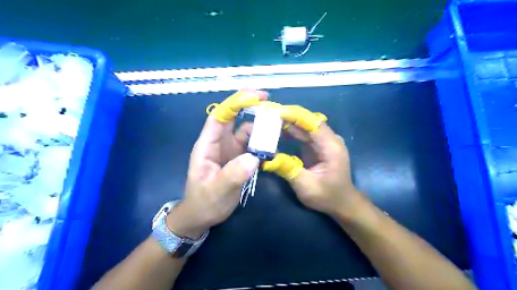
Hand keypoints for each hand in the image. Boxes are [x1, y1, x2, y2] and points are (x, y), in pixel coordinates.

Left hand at [166, 89, 270, 237]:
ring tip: (277, 127)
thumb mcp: (217, 190)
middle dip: (249, 107)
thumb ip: (233, 175)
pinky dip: (262, 143)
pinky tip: (273, 145)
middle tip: (270, 103)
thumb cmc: (204, 202)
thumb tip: (253, 158)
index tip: (255, 96)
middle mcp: (219, 143)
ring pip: (245, 131)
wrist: (202, 216)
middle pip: (233, 118)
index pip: (220, 117)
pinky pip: (252, 145)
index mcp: (208, 145)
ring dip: (260, 127)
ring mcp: (230, 150)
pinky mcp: (238, 158)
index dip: (235, 103)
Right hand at [265, 106, 365, 220]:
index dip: (294, 115)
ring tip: (268, 121)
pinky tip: (278, 131)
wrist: (342, 203)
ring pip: (305, 126)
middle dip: (288, 117)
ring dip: (288, 123)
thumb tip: (267, 158)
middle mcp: (330, 139)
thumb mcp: (306, 186)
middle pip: (308, 121)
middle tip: (267, 115)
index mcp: (331, 146)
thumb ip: (288, 169)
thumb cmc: (327, 196)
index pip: (312, 123)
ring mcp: (325, 142)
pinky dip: (291, 131)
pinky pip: (304, 134)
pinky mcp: (319, 146)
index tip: (275, 112)